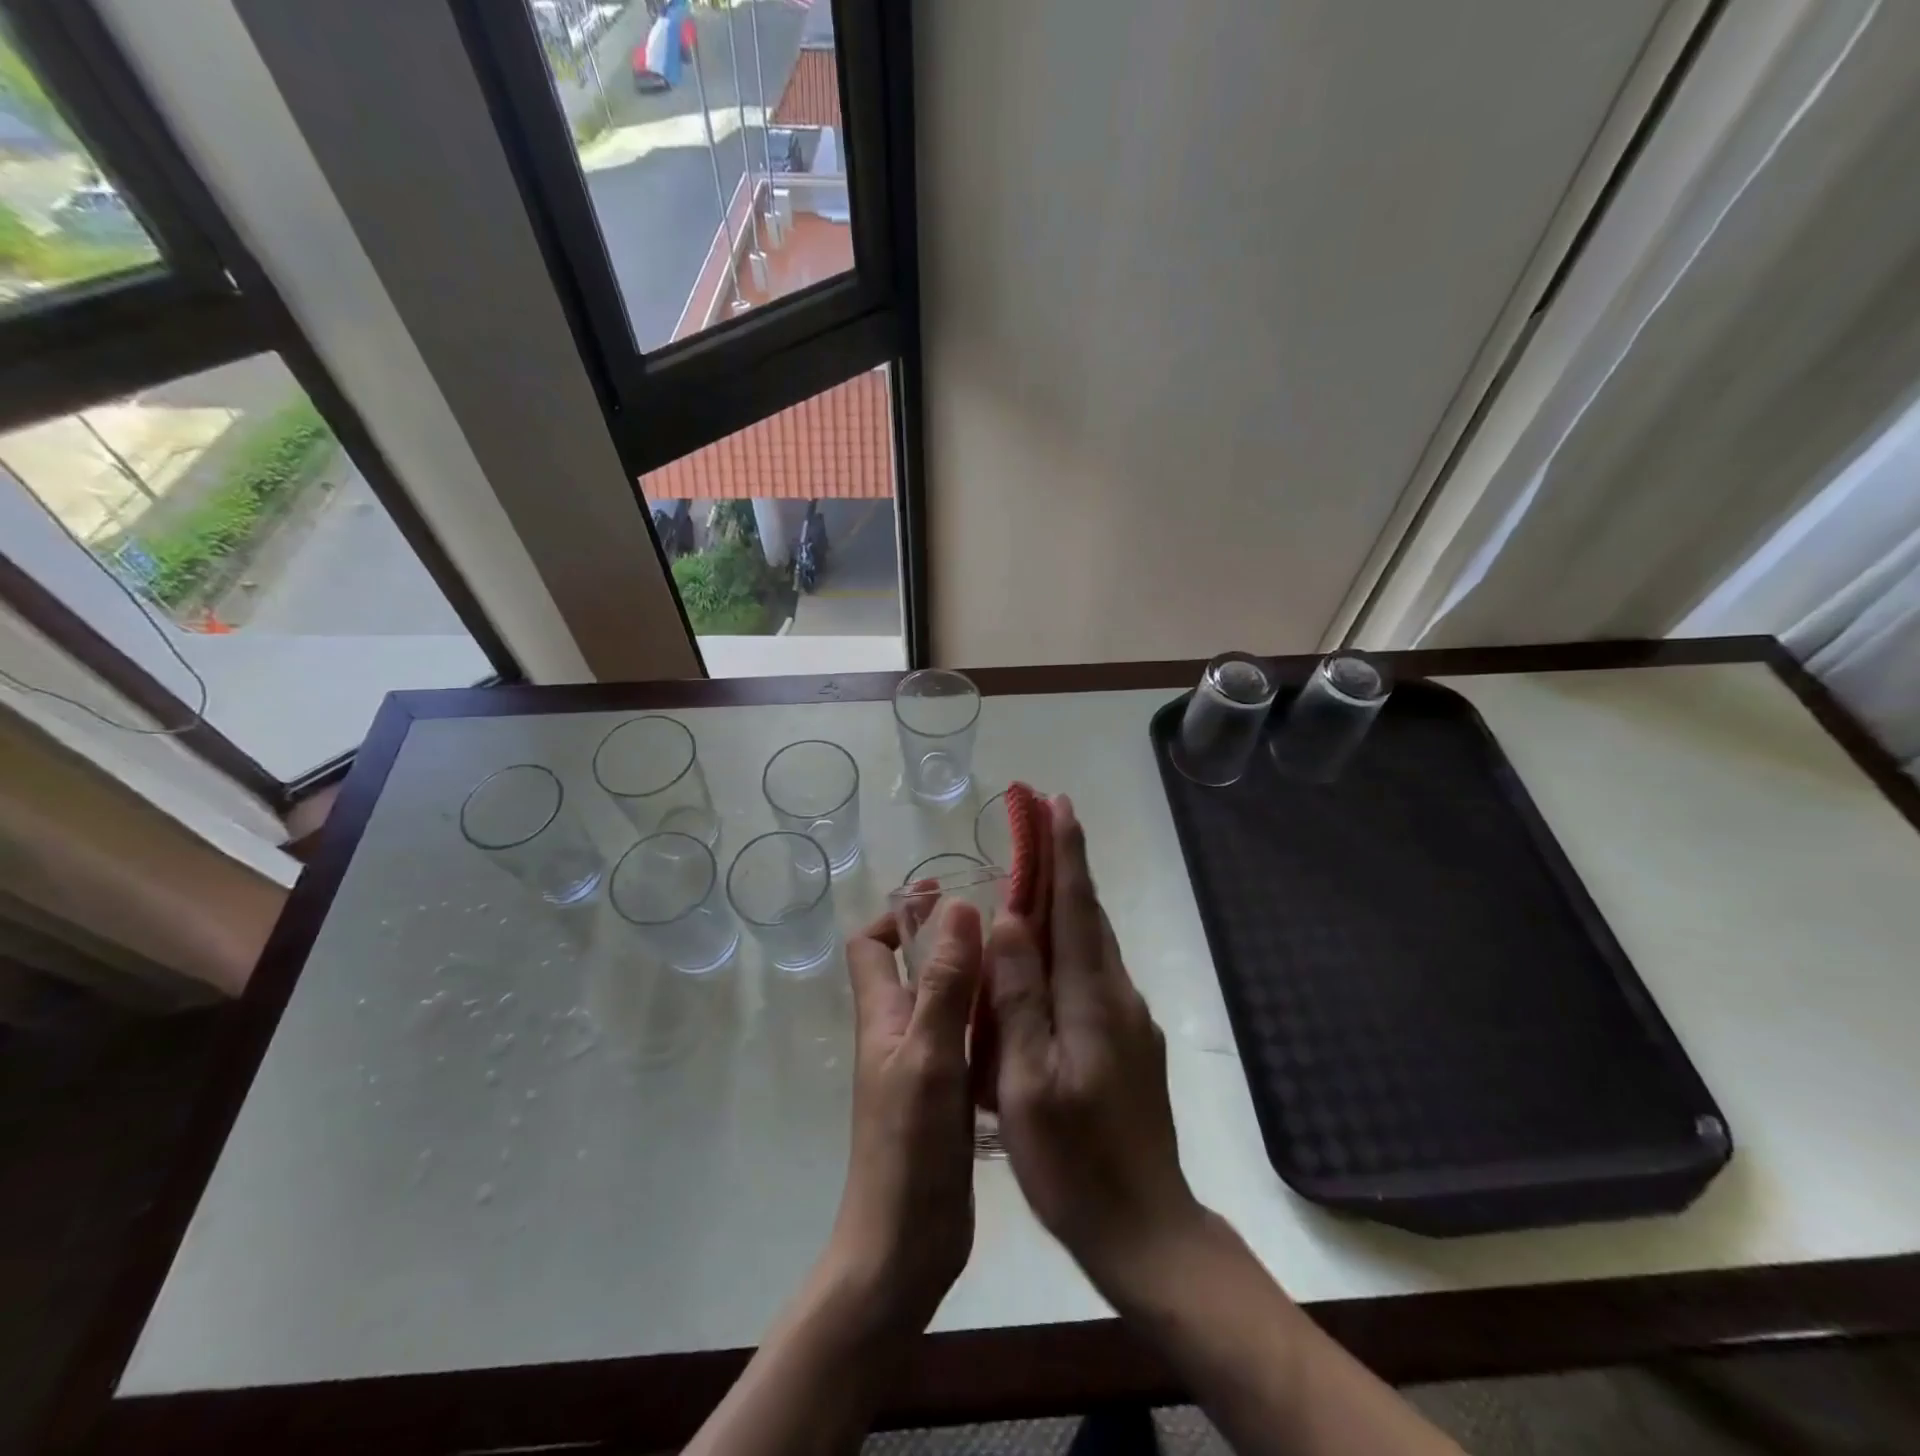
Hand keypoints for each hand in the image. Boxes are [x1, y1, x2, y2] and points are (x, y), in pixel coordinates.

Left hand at [828, 902, 982, 1332]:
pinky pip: (966, 1039)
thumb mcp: (930, 1057)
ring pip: (945, 1002)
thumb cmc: (908, 1148)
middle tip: (1004, 921)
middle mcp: (898, 1034)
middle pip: (913, 968)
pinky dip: (988, 1018)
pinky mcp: (947, 1096)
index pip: (870, 946)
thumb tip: (958, 908)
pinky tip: (1026, 1018)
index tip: (943, 896)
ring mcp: (923, 1066)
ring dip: (975, 975)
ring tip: (1024, 960)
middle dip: (950, 938)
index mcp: (882, 1018)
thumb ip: (944, 985)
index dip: (898, 915)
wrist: (904, 1248)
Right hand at [987, 796, 1205, 1292]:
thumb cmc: (1074, 1161)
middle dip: (1067, 861)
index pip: (1076, 906)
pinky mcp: (1128, 1042)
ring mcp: (1128, 1019)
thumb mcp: (1027, 1083)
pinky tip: (1050, 952)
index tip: (1057, 804)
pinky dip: (1072, 942)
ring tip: (1040, 870)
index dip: (1066, 852)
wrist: (1146, 1229)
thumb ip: (1019, 997)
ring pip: (1094, 943)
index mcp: (1092, 998)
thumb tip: (1010, 920)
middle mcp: (1117, 994)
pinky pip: (1094, 973)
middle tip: (1044, 817)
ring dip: (1069, 898)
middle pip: (1088, 914)